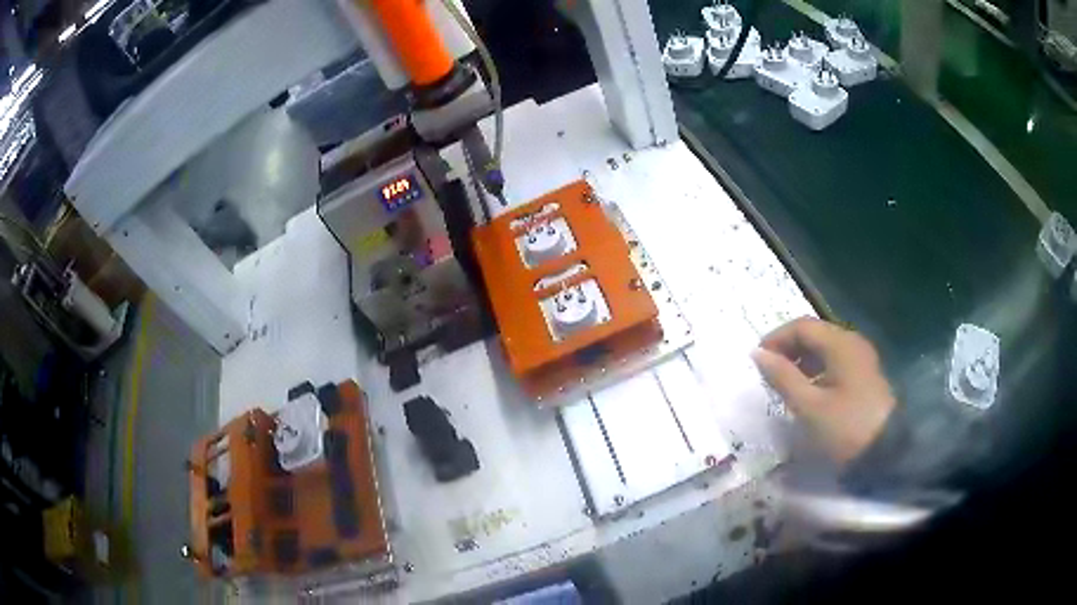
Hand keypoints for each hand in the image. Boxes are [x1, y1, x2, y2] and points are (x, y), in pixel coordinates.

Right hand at [751, 317, 896, 464]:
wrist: (884, 451)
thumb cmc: (844, 426)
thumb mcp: (809, 406)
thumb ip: (782, 377)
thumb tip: (758, 354)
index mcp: (840, 343)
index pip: (802, 326)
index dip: (776, 338)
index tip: (757, 359)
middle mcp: (852, 341)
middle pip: (814, 333)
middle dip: (788, 348)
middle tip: (768, 371)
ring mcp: (861, 357)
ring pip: (824, 347)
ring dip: (801, 359)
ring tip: (784, 382)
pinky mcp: (864, 373)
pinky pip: (835, 360)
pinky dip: (816, 368)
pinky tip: (808, 390)